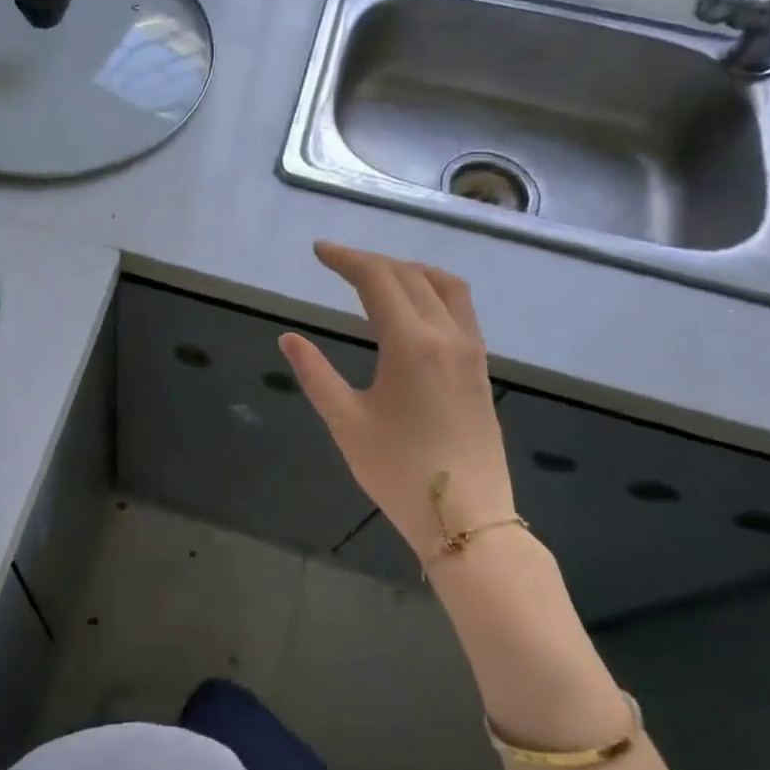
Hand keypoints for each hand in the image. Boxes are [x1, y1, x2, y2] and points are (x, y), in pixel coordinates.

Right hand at [278, 242, 513, 565]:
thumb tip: (289, 338)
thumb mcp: (345, 422)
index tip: (319, 251)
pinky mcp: (480, 368)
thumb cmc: (398, 471)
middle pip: (410, 275)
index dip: (346, 259)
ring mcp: (471, 351)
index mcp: (411, 344)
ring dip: (407, 270)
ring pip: (445, 286)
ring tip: (377, 275)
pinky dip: (432, 290)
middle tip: (337, 263)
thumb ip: (315, 374)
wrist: (467, 517)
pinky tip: (413, 308)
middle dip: (371, 261)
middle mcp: (447, 336)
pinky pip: (460, 308)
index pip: (377, 280)